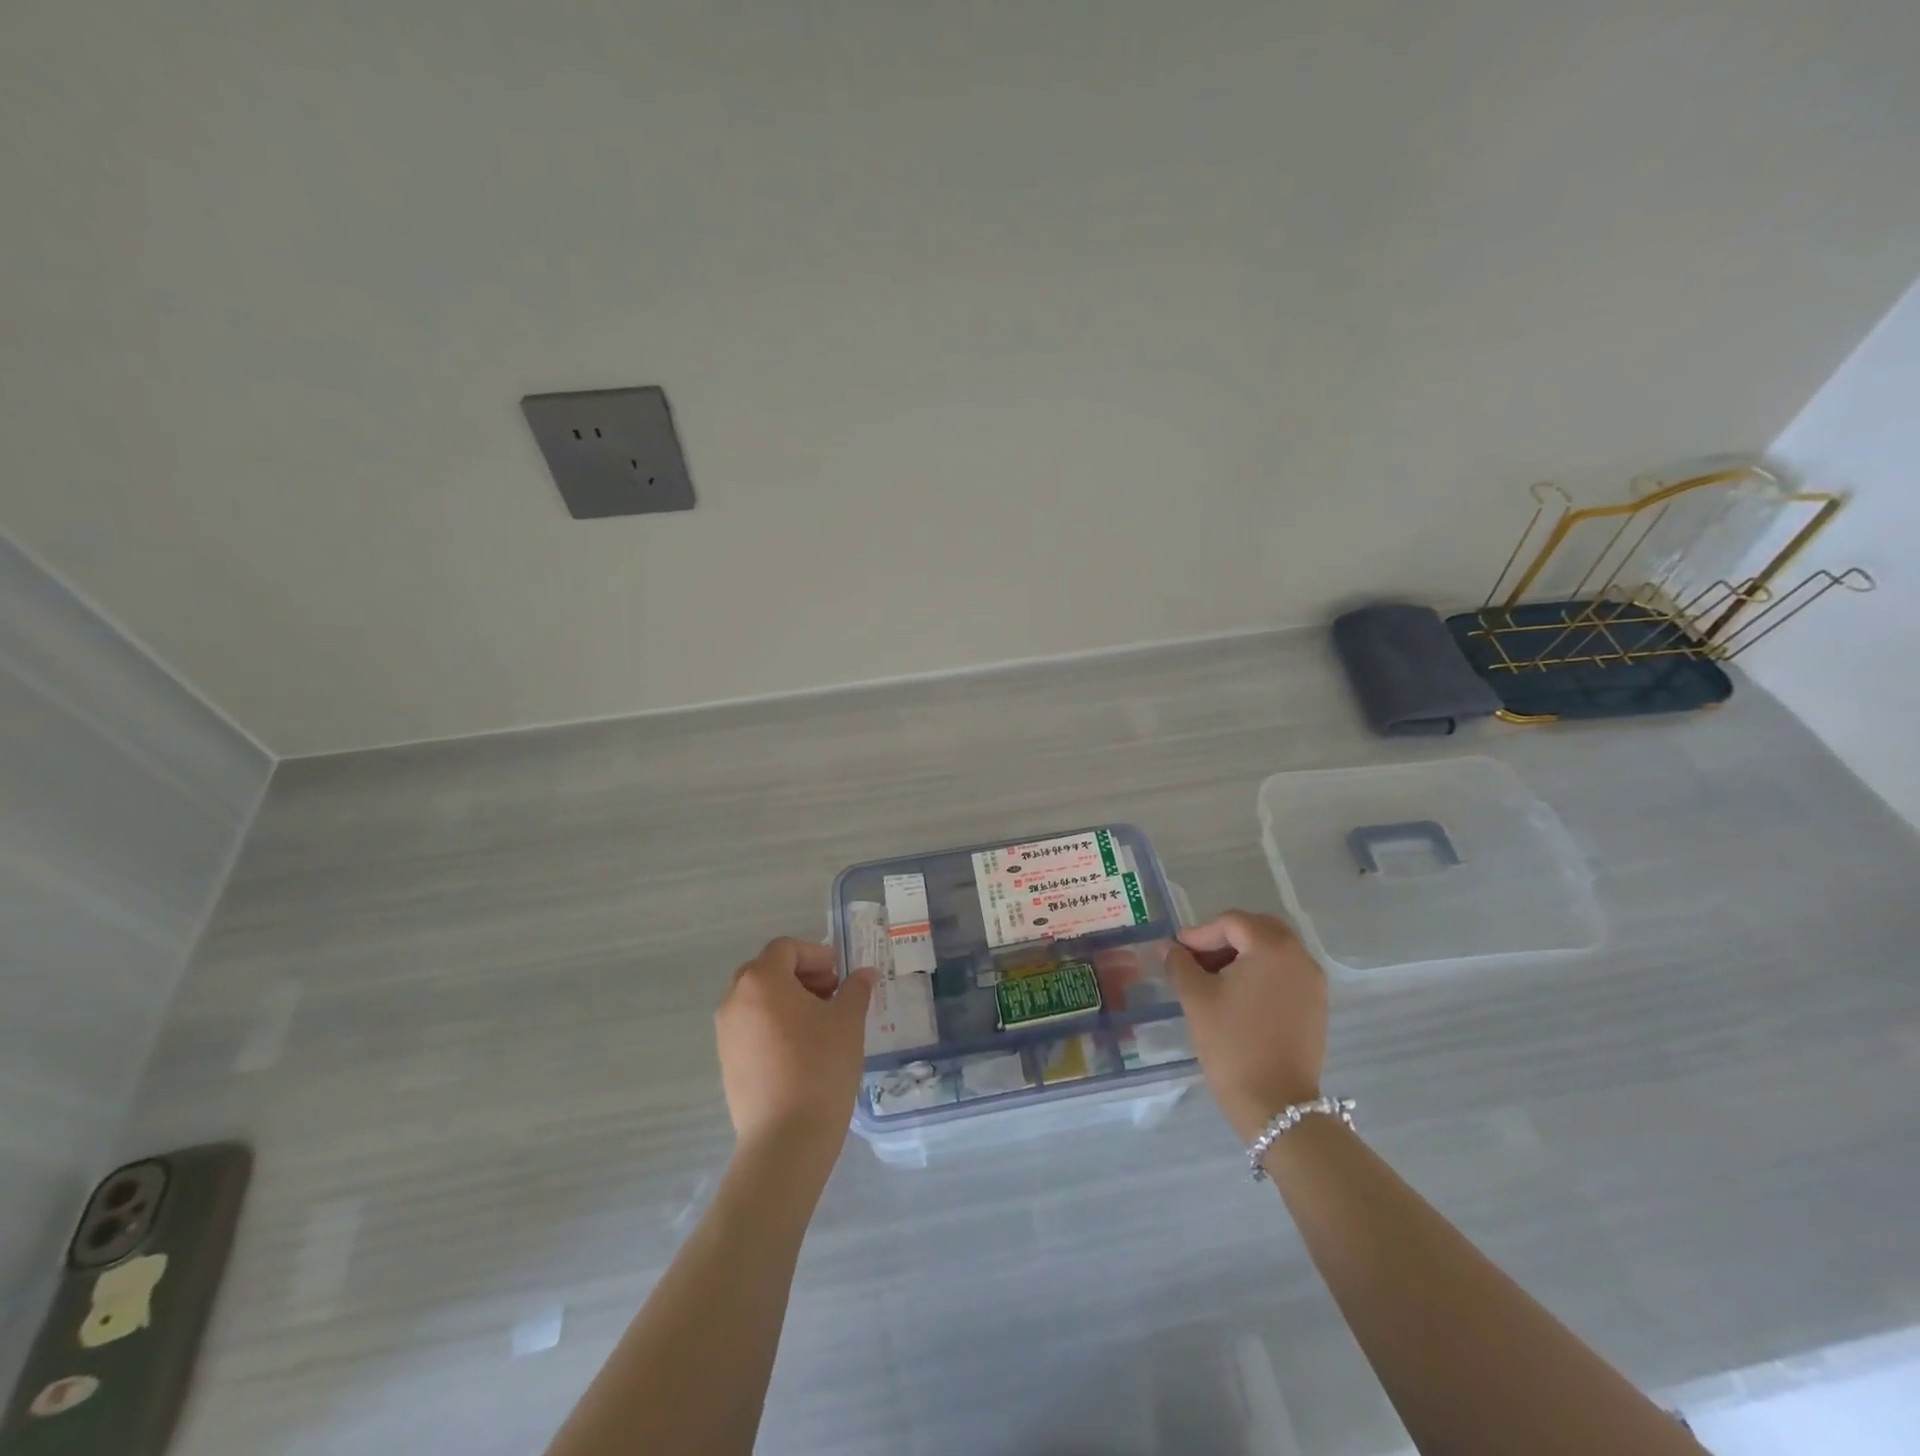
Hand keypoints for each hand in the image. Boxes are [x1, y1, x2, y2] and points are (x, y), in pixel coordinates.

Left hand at [715, 938, 876, 1156]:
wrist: (785, 1139)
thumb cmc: (820, 1066)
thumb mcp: (848, 1021)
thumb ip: (856, 989)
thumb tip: (865, 974)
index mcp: (761, 981)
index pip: (786, 948)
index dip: (816, 955)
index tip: (840, 975)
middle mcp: (735, 1000)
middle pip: (768, 970)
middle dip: (801, 975)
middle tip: (831, 993)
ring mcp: (726, 1033)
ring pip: (758, 999)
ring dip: (788, 999)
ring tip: (820, 1023)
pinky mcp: (727, 1062)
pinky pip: (751, 1027)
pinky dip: (774, 1024)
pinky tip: (802, 1049)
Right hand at [1165, 911, 1328, 1142]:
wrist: (1276, 1104)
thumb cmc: (1232, 1043)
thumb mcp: (1196, 998)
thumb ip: (1179, 963)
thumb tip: (1167, 946)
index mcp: (1272, 948)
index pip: (1231, 922)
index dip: (1200, 933)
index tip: (1177, 952)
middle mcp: (1299, 957)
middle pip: (1257, 929)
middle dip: (1224, 938)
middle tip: (1196, 959)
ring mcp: (1313, 982)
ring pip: (1273, 950)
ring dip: (1243, 955)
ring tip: (1214, 978)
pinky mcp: (1316, 1005)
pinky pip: (1285, 972)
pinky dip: (1261, 972)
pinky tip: (1238, 995)